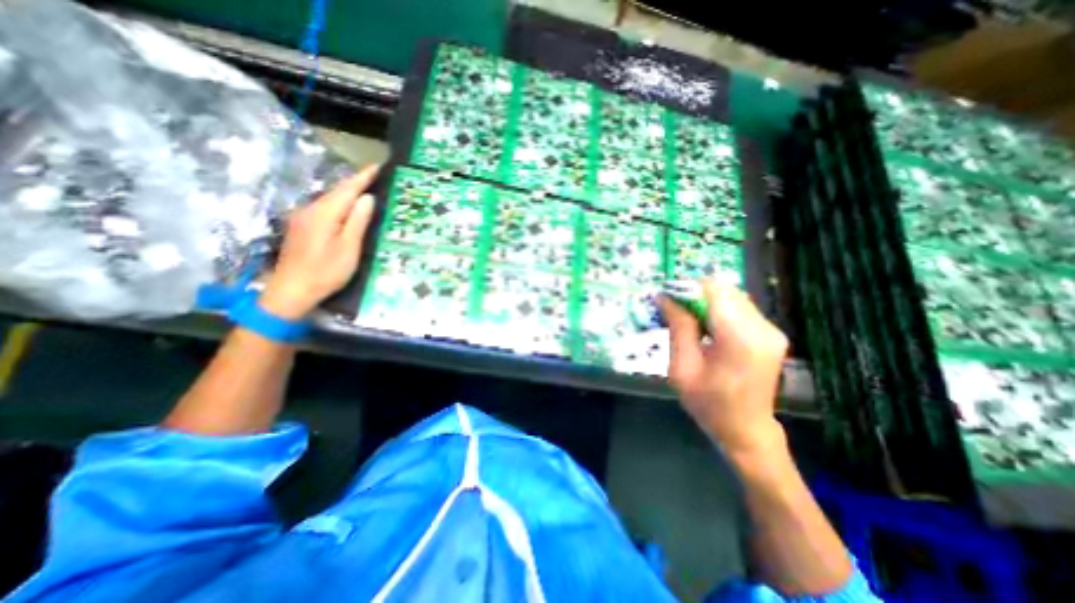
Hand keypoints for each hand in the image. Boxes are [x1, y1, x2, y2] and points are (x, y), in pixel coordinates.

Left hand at [260, 160, 377, 319]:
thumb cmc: (325, 272)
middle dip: (356, 182)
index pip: (347, 189)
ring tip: (366, 189)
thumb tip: (367, 198)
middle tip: (376, 177)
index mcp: (324, 214)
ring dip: (347, 192)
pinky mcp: (301, 226)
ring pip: (329, 199)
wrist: (291, 291)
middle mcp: (310, 210)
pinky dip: (339, 203)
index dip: (363, 177)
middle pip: (336, 191)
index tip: (378, 166)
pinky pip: (324, 207)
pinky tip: (347, 208)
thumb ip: (357, 221)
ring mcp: (303, 217)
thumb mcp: (348, 248)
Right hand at [656, 277, 787, 456]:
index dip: (686, 288)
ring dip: (705, 301)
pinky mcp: (770, 333)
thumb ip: (678, 327)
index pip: (713, 292)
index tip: (665, 297)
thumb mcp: (682, 367)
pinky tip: (704, 326)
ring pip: (732, 296)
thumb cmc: (708, 403)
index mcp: (740, 339)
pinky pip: (739, 307)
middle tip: (672, 308)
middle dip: (694, 293)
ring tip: (686, 318)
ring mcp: (770, 330)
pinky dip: (717, 309)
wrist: (745, 430)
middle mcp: (762, 328)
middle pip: (724, 290)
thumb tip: (665, 297)